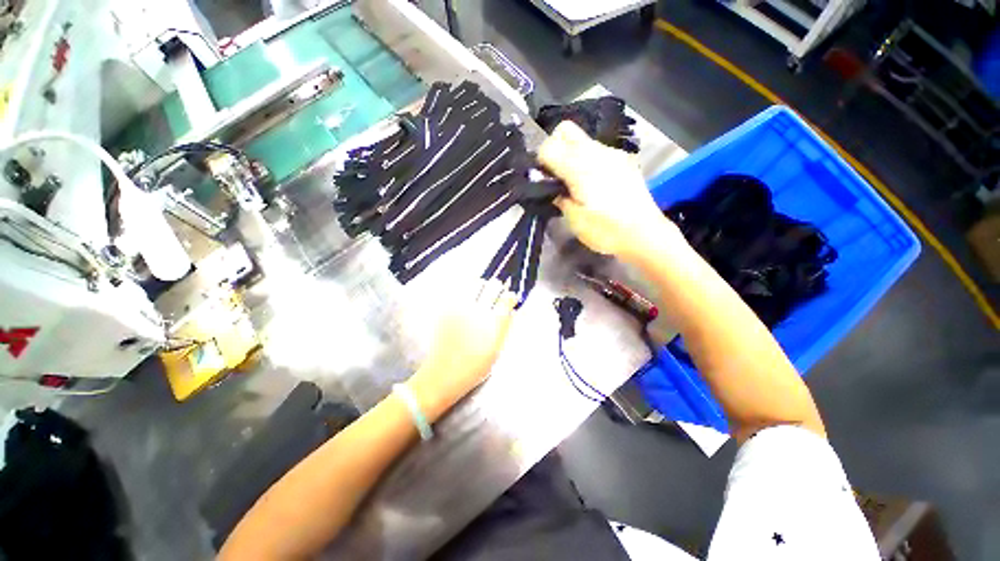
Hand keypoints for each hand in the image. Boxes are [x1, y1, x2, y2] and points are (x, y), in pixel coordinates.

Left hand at [408, 280, 517, 418]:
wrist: (442, 375)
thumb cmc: (473, 369)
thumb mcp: (496, 351)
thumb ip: (505, 327)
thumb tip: (510, 310)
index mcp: (493, 324)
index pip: (507, 298)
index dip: (510, 297)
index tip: (509, 299)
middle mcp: (478, 312)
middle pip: (493, 286)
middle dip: (498, 289)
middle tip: (496, 296)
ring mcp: (461, 308)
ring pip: (476, 283)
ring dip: (482, 287)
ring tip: (482, 295)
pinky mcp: (448, 309)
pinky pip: (461, 291)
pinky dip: (467, 291)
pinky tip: (468, 301)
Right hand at [538, 121, 676, 259]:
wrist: (644, 235)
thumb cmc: (605, 231)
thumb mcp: (573, 219)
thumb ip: (558, 196)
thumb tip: (550, 186)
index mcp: (579, 167)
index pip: (548, 147)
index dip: (540, 162)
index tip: (543, 180)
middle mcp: (595, 152)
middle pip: (565, 130)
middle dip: (554, 148)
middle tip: (556, 174)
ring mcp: (612, 154)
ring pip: (583, 140)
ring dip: (571, 155)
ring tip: (575, 182)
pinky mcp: (624, 161)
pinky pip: (598, 151)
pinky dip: (588, 160)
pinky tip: (594, 183)